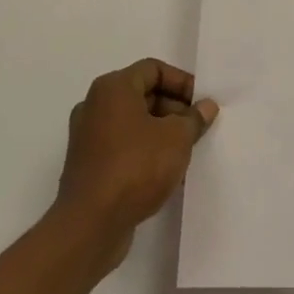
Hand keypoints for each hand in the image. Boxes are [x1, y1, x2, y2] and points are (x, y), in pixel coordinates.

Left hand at [54, 59, 217, 275]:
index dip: (182, 82)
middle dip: (174, 108)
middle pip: (143, 94)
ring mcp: (88, 136)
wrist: (90, 224)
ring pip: (134, 122)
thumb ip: (194, 118)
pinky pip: (123, 146)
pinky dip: (145, 151)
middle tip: (198, 128)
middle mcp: (95, 105)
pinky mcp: (88, 164)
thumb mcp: (177, 138)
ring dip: (162, 132)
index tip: (202, 104)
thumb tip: (205, 106)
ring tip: (187, 151)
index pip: (153, 69)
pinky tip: (166, 172)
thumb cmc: (136, 167)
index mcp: (112, 88)